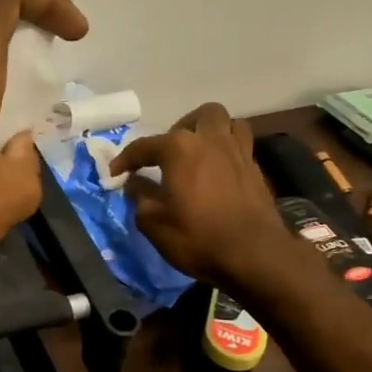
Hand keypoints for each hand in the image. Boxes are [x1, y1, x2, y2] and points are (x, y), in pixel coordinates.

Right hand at [111, 104, 291, 287]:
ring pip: (230, 124)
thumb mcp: (153, 221)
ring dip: (212, 132)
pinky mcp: (256, 170)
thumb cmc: (197, 236)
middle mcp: (211, 140)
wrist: (254, 256)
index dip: (125, 159)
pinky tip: (218, 175)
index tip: (115, 172)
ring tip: (199, 154)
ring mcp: (239, 152)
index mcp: (180, 148)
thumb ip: (139, 196)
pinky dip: (227, 153)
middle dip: (182, 127)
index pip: (144, 146)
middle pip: (200, 115)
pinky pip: (241, 147)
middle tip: (170, 153)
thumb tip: (134, 182)